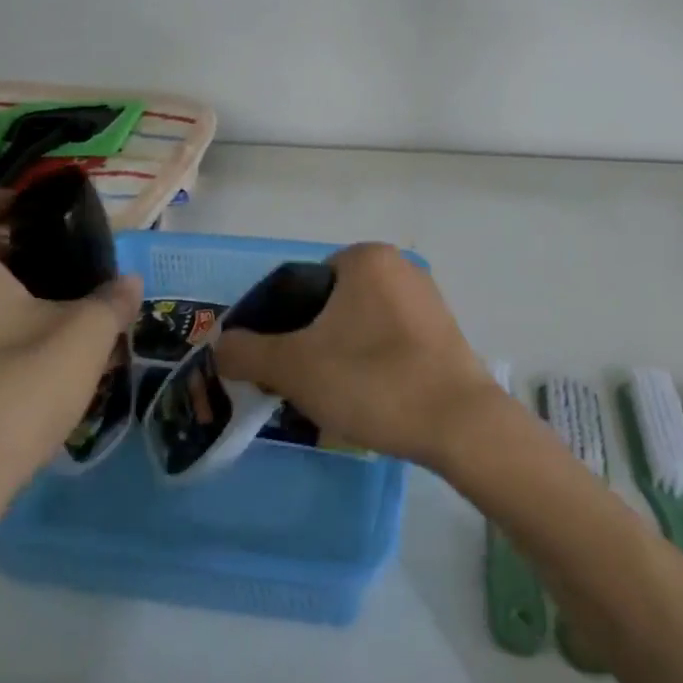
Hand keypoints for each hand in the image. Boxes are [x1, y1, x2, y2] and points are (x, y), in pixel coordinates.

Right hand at [215, 243, 499, 468]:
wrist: (460, 425)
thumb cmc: (373, 381)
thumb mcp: (295, 367)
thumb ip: (247, 352)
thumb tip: (223, 346)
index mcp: (365, 258)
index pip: (298, 286)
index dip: (276, 326)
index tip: (272, 366)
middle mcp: (399, 266)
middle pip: (328, 306)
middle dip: (307, 343)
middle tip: (299, 385)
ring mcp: (425, 299)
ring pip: (357, 326)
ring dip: (337, 355)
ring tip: (332, 397)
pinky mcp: (442, 332)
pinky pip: (387, 341)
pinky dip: (369, 363)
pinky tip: (368, 397)